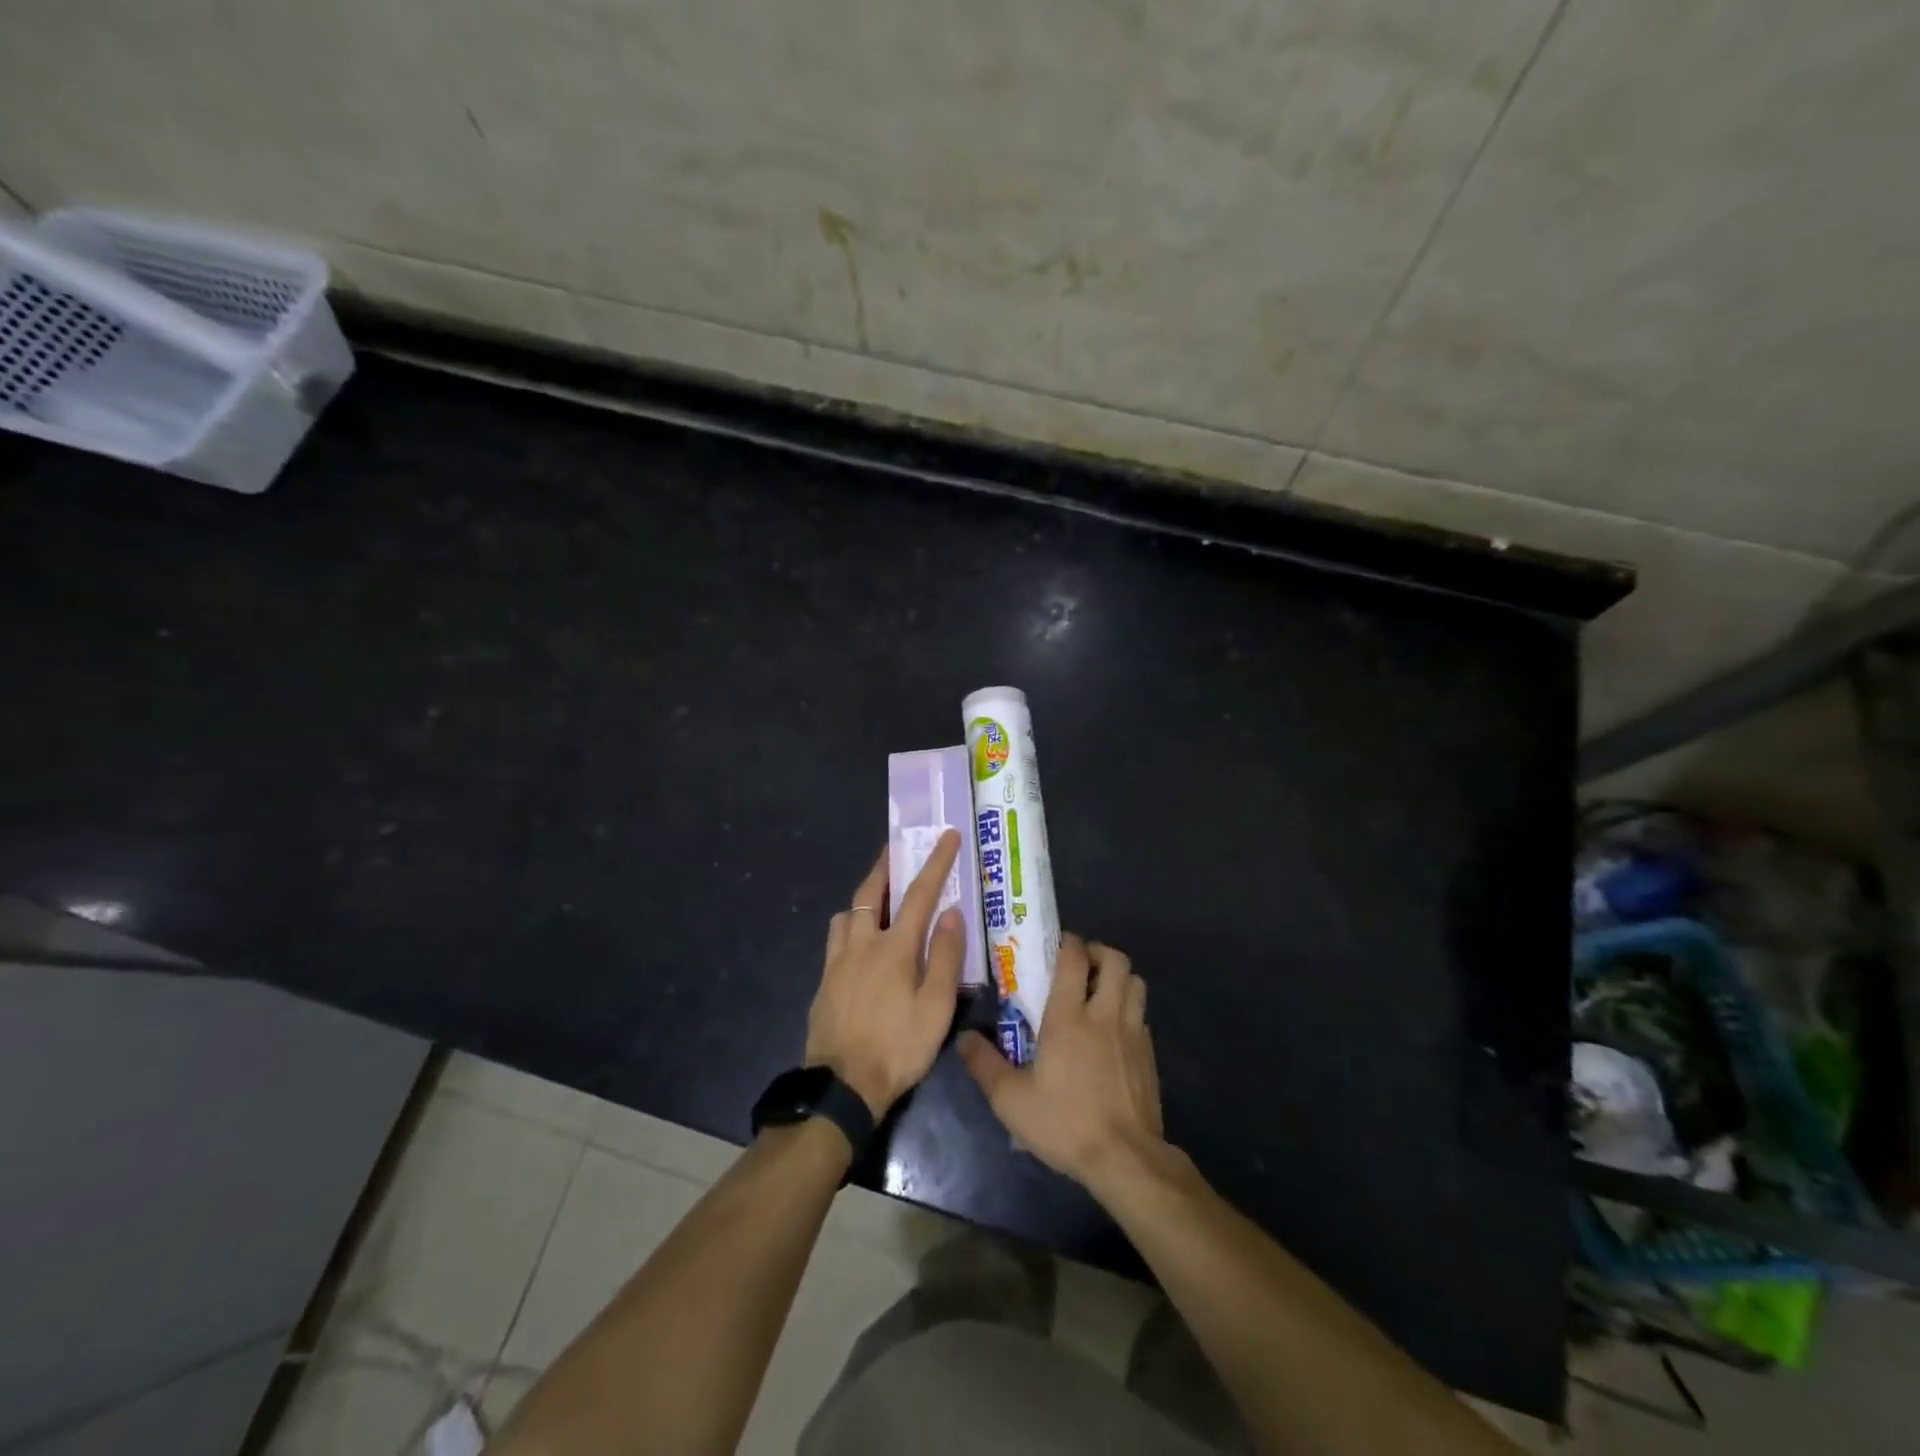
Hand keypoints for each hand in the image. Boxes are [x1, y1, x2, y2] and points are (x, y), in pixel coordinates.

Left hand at [804, 830, 966, 1119]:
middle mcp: (863, 943)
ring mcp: (838, 960)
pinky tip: (858, 939)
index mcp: (895, 947)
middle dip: (886, 864)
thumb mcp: (936, 1008)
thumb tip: (952, 913)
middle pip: (871, 890)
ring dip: (864, 895)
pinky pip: (836, 936)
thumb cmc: (898, 1047)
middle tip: (896, 848)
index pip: (920, 893)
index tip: (946, 835)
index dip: (936, 861)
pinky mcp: (825, 979)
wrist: (842, 1086)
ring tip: (878, 897)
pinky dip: (850, 923)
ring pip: (848, 911)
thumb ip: (945, 957)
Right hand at [958, 934, 1165, 1194]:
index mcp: (1069, 1016)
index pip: (1075, 957)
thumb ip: (984, 1064)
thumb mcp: (1011, 1100)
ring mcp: (1132, 1032)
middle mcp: (1104, 1014)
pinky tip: (1112, 1031)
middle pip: (1115, 959)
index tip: (1055, 946)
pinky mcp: (1149, 1053)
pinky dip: (1128, 1008)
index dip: (1068, 942)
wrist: (1125, 1159)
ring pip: (1135, 982)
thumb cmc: (1065, 1123)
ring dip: (1118, 977)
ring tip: (1098, 991)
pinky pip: (1141, 1013)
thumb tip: (964, 1036)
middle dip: (1098, 952)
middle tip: (1079, 965)